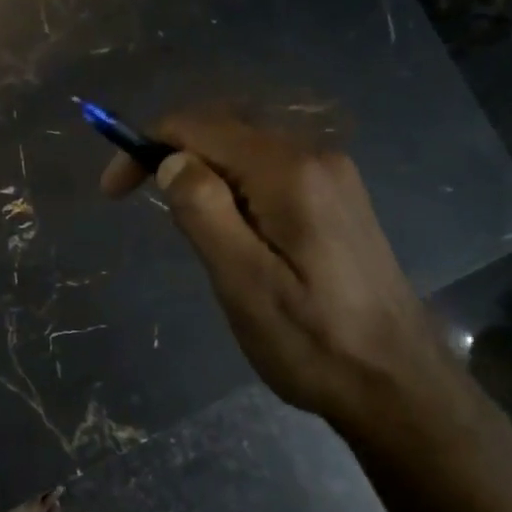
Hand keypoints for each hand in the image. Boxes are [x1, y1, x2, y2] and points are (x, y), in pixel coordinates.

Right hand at [101, 111, 454, 423]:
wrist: (399, 383)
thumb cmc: (314, 342)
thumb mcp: (244, 283)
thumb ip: (204, 212)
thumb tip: (171, 160)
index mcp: (289, 172)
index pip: (200, 127)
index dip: (146, 146)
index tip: (112, 191)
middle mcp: (314, 156)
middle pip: (224, 129)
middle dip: (171, 152)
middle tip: (133, 198)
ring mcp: (333, 176)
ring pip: (246, 148)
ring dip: (201, 169)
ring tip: (179, 219)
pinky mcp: (338, 199)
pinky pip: (270, 170)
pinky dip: (232, 182)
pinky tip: (226, 222)